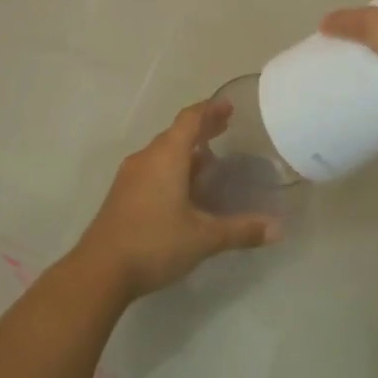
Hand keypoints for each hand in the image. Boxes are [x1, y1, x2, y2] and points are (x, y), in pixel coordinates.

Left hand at [72, 99, 279, 300]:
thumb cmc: (154, 243)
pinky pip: (152, 169)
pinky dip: (172, 168)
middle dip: (201, 129)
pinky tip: (184, 188)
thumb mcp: (204, 238)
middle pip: (175, 134)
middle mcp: (146, 158)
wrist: (99, 270)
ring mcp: (130, 176)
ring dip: (185, 151)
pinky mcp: (122, 195)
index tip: (228, 106)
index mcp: (166, 157)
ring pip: (162, 153)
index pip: (189, 120)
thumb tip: (278, 229)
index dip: (210, 110)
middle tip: (226, 127)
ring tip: (209, 159)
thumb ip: (241, 230)